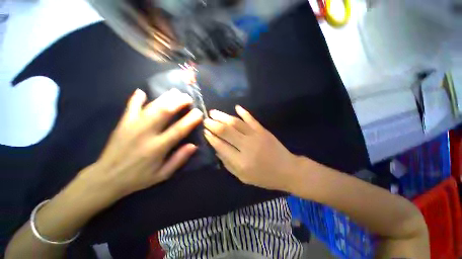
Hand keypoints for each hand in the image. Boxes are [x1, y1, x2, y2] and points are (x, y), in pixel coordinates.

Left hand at [77, 88, 202, 200]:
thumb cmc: (138, 178)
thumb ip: (179, 159)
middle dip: (178, 102)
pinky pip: (130, 107)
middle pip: (164, 112)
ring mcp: (132, 126)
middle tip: (188, 98)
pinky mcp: (122, 124)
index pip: (178, 130)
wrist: (106, 179)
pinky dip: (136, 98)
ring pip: (151, 107)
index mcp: (157, 148)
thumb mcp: (162, 174)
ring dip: (165, 98)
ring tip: (175, 92)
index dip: (190, 120)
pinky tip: (142, 91)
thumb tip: (193, 146)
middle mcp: (145, 134)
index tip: (199, 113)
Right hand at [203, 106, 299, 191]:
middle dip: (214, 124)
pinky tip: (236, 107)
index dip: (212, 138)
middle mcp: (247, 146)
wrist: (287, 170)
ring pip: (236, 123)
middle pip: (226, 131)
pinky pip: (251, 119)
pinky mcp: (263, 130)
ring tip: (214, 112)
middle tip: (206, 119)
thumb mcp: (243, 177)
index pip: (221, 145)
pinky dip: (243, 112)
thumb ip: (228, 163)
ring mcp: (256, 136)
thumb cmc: (264, 177)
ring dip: (223, 116)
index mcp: (241, 162)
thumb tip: (216, 149)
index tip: (205, 131)